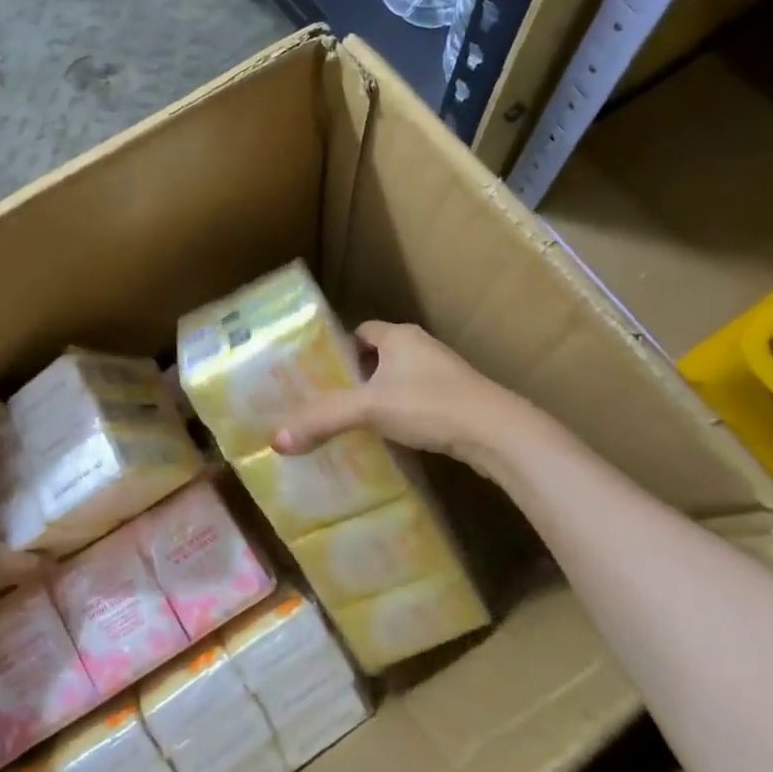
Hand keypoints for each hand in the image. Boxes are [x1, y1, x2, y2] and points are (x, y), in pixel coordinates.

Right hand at [271, 321, 521, 470]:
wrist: (496, 433)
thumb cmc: (429, 405)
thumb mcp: (368, 409)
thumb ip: (323, 420)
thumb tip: (276, 440)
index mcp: (399, 336)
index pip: (360, 331)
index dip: (338, 348)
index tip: (318, 372)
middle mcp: (421, 346)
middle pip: (378, 356)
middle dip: (355, 375)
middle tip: (329, 399)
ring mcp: (443, 373)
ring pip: (399, 379)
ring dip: (379, 395)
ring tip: (353, 420)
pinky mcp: (457, 399)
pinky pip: (418, 399)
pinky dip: (401, 412)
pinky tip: (390, 436)